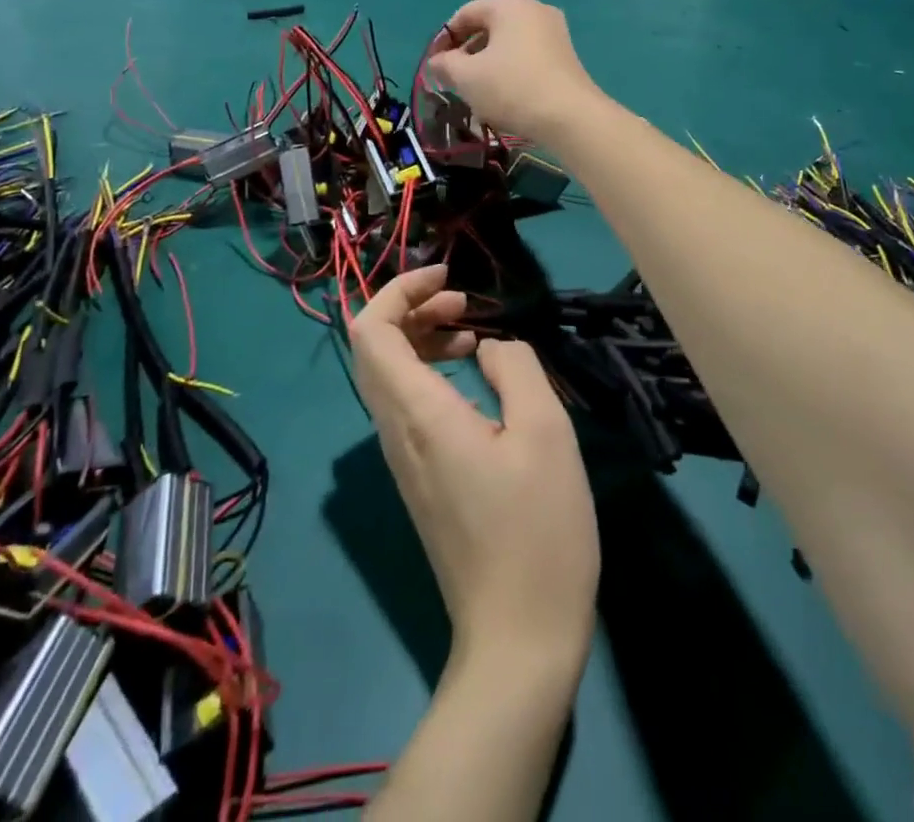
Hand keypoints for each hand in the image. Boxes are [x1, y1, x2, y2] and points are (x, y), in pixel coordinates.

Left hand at [350, 266, 599, 669]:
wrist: (517, 637)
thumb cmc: (537, 531)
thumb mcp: (545, 434)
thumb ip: (517, 369)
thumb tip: (493, 349)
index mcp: (417, 414)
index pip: (369, 331)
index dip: (398, 290)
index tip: (446, 277)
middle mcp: (395, 431)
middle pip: (374, 347)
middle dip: (412, 308)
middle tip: (463, 299)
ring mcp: (403, 458)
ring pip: (389, 376)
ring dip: (423, 339)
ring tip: (473, 331)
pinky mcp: (419, 477)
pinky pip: (406, 404)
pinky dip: (431, 372)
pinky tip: (477, 378)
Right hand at [426, 0, 603, 144]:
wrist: (570, 117)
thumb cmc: (512, 88)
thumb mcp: (466, 77)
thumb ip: (445, 64)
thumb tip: (437, 61)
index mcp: (508, 4)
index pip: (464, 14)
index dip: (443, 40)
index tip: (433, 66)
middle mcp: (534, 8)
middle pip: (488, 26)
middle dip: (466, 52)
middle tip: (453, 79)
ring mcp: (554, 30)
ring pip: (508, 42)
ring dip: (487, 62)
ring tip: (477, 90)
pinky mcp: (565, 54)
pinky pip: (527, 54)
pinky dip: (509, 69)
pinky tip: (504, 94)